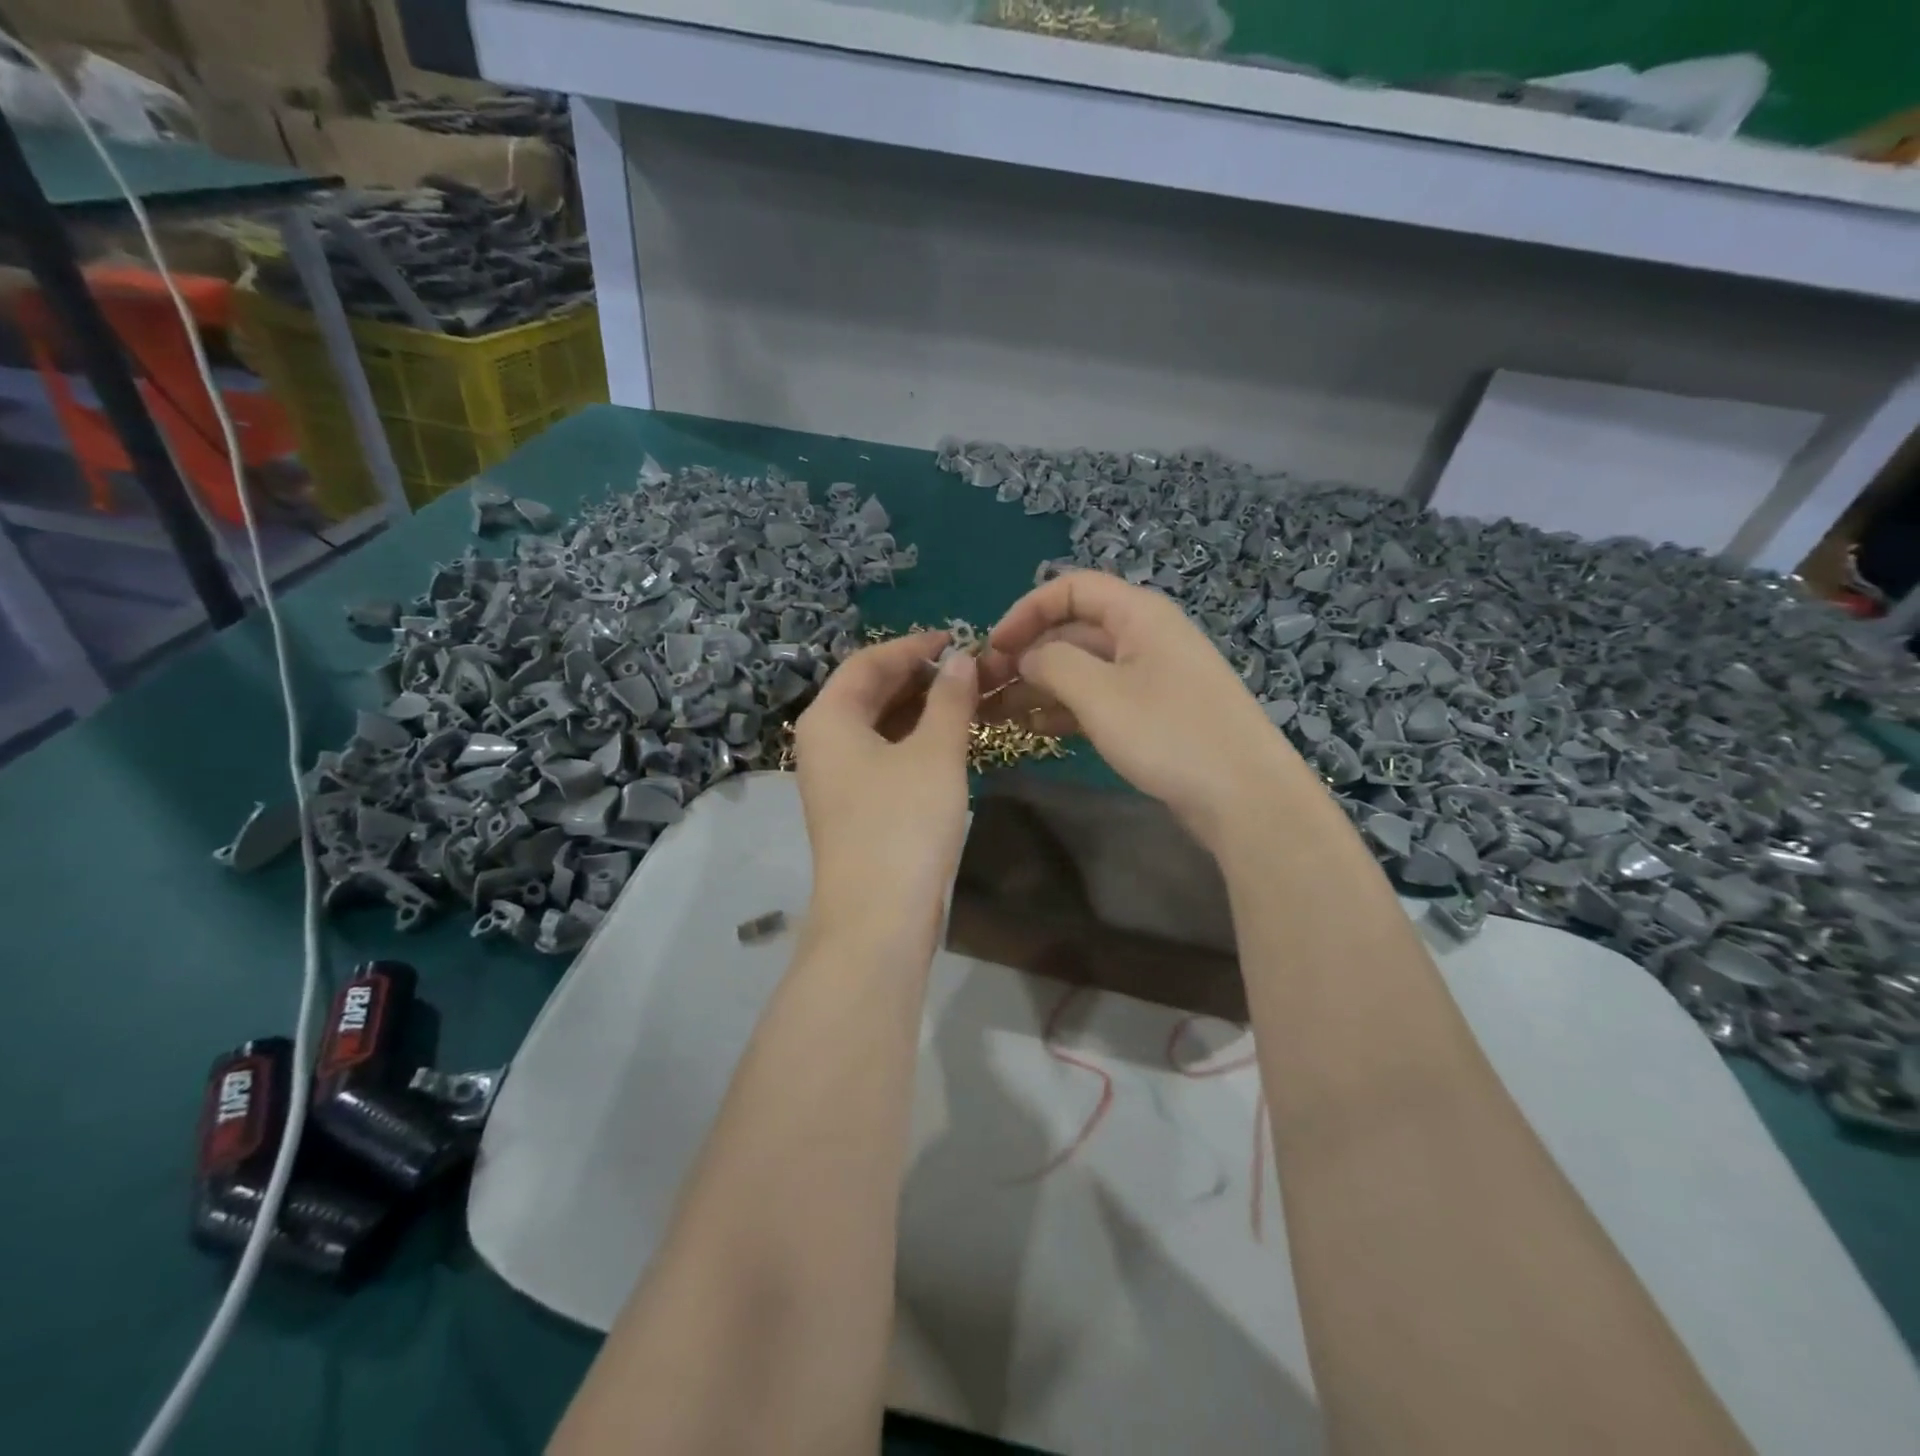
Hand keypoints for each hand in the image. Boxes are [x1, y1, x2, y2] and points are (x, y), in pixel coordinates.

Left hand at [793, 632, 978, 930]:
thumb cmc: (903, 823)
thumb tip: (960, 659)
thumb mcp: (935, 753)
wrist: (879, 917)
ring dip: (919, 708)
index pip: (868, 662)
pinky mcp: (855, 806)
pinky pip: (883, 754)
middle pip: (869, 692)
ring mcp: (837, 777)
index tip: (956, 639)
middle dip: (918, 676)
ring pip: (879, 725)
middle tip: (967, 669)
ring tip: (966, 698)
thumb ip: (949, 700)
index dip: (913, 646)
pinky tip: (948, 739)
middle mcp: (823, 742)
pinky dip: (914, 739)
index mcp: (829, 719)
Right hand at [979, 572, 1302, 845]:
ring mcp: (1150, 678)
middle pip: (1073, 630)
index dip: (1026, 611)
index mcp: (1138, 614)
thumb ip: (1052, 663)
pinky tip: (1032, 729)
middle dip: (1027, 655)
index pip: (1071, 589)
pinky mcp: (1152, 714)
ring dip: (1039, 686)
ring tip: (996, 714)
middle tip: (984, 689)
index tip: (993, 647)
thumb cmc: (1169, 733)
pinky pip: (1098, 699)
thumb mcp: (1100, 694)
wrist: (1244, 797)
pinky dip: (1064, 710)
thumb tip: (1026, 655)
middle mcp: (1144, 637)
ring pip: (1082, 669)